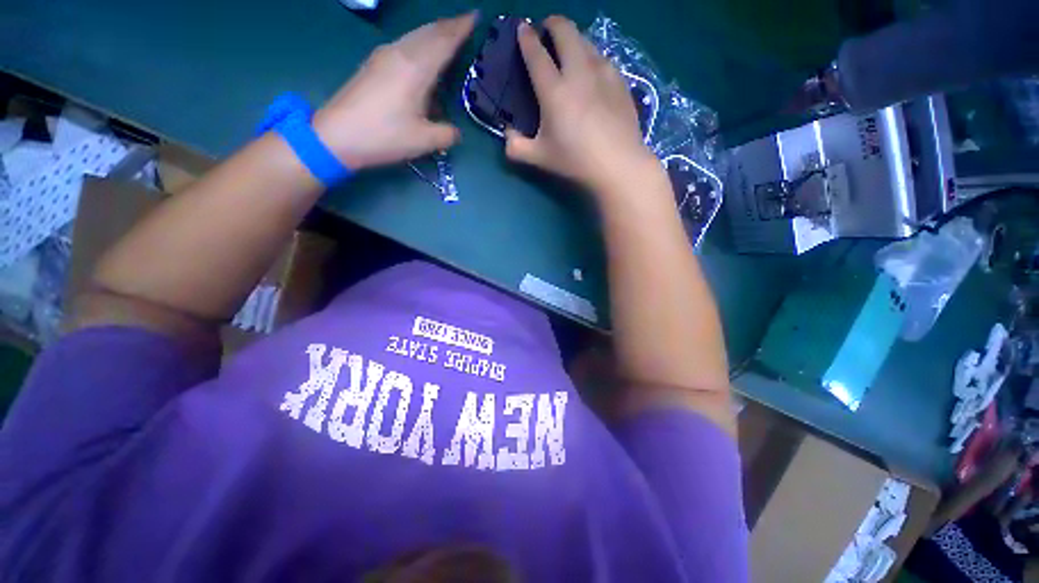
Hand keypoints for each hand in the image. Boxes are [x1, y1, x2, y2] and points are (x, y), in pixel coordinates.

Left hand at [313, 13, 475, 169]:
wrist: (337, 135)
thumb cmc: (383, 136)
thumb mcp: (423, 141)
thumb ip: (446, 134)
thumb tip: (456, 132)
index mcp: (415, 69)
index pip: (444, 42)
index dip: (461, 28)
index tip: (475, 16)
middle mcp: (400, 54)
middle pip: (428, 32)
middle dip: (449, 26)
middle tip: (465, 23)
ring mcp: (383, 56)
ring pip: (415, 36)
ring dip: (434, 33)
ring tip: (448, 35)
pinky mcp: (373, 64)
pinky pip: (404, 44)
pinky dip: (420, 43)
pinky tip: (423, 54)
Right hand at [504, 17, 661, 194]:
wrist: (618, 165)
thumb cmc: (575, 161)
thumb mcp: (539, 158)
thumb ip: (516, 147)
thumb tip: (507, 134)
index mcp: (554, 91)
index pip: (536, 53)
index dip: (526, 37)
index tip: (522, 28)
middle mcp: (578, 72)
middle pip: (565, 31)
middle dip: (552, 23)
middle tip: (546, 32)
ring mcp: (603, 73)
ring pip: (586, 40)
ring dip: (574, 38)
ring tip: (569, 51)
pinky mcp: (620, 81)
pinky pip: (603, 57)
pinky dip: (592, 56)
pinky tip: (592, 71)